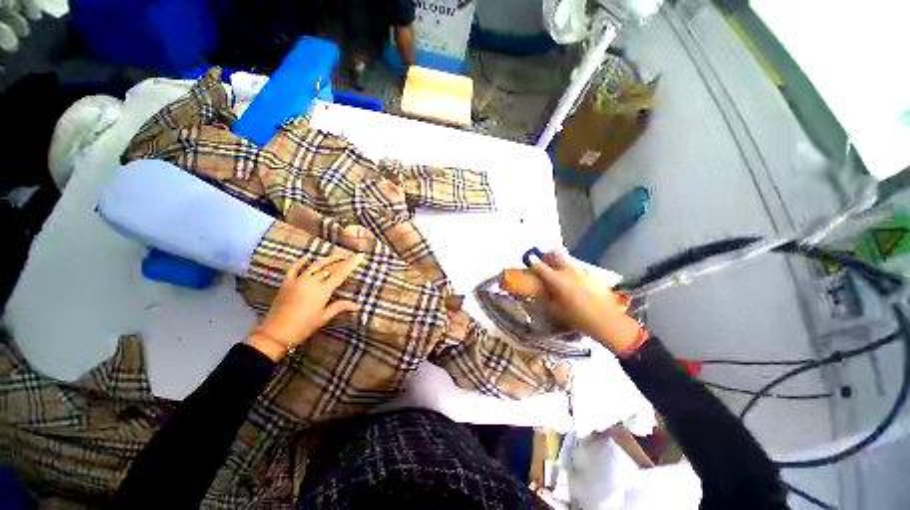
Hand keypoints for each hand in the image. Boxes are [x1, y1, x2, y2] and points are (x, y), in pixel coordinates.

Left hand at [246, 253, 362, 360]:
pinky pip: (294, 269)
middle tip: (350, 256)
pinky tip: (307, 257)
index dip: (351, 264)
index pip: (340, 273)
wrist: (276, 333)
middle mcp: (312, 281)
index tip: (359, 256)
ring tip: (336, 255)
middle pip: (329, 267)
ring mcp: (298, 280)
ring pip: (315, 265)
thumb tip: (358, 305)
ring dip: (326, 259)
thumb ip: (340, 307)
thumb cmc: (304, 326)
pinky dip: (301, 262)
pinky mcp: (287, 283)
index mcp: (323, 290)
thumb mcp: (324, 317)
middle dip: (341, 260)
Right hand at [528, 251, 644, 355]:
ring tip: (560, 270)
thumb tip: (542, 291)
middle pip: (556, 255)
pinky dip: (575, 272)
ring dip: (562, 263)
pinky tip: (577, 281)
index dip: (533, 263)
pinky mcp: (594, 277)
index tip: (530, 260)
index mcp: (556, 279)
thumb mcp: (555, 310)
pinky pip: (581, 270)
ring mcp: (583, 272)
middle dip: (549, 255)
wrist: (605, 320)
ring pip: (569, 261)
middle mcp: (568, 272)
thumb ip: (546, 298)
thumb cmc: (576, 317)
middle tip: (545, 258)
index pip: (540, 267)